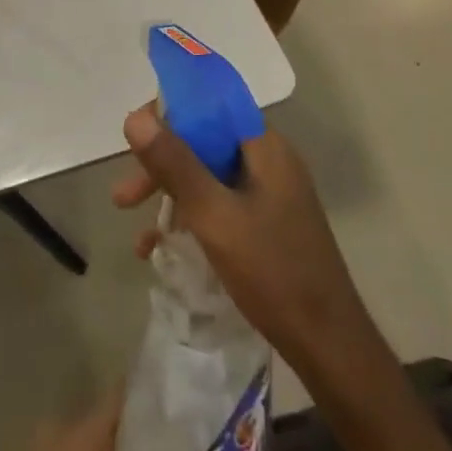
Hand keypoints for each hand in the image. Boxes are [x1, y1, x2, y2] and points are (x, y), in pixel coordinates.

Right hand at [112, 102, 375, 380]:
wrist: (328, 345)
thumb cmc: (272, 272)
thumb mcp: (214, 216)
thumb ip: (175, 164)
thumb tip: (135, 117)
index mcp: (265, 147)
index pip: (212, 104)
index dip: (170, 111)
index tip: (135, 136)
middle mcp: (269, 162)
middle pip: (204, 143)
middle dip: (161, 166)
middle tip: (123, 196)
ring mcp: (270, 195)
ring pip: (208, 178)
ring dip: (169, 198)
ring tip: (137, 234)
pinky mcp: (267, 225)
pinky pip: (219, 206)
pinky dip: (190, 220)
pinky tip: (161, 251)